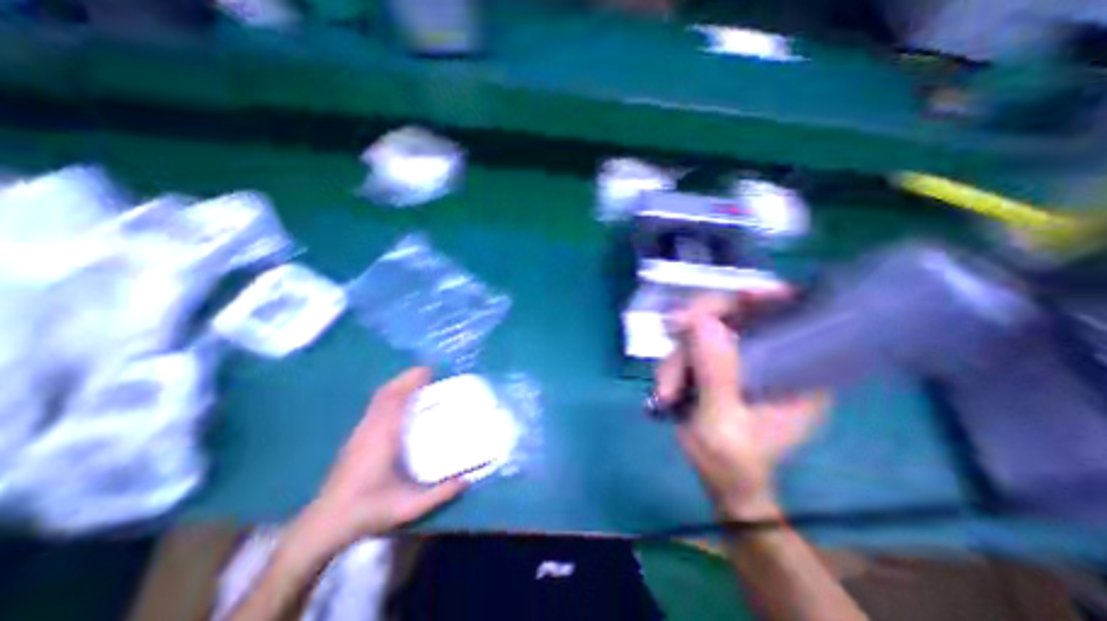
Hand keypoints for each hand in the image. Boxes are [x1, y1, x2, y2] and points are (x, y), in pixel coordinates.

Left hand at [283, 366, 466, 559]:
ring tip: (418, 381)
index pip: (396, 399)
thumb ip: (439, 494)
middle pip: (387, 393)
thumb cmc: (367, 511)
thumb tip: (467, 480)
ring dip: (397, 385)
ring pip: (378, 398)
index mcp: (383, 438)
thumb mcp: (408, 507)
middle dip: (407, 378)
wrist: (323, 525)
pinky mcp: (355, 437)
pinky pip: (374, 406)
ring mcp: (360, 431)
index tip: (430, 370)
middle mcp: (370, 428)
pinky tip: (399, 401)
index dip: (412, 381)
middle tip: (429, 371)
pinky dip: (389, 395)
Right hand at [650, 294, 823, 521]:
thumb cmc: (733, 463)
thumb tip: (699, 320)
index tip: (742, 294)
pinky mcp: (713, 364)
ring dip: (677, 357)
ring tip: (667, 392)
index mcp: (796, 373)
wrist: (720, 483)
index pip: (790, 318)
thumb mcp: (723, 423)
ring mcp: (737, 359)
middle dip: (697, 328)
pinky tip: (666, 391)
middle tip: (674, 333)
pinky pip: (687, 347)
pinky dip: (671, 365)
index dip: (768, 297)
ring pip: (701, 332)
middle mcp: (769, 358)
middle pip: (736, 315)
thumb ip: (715, 374)